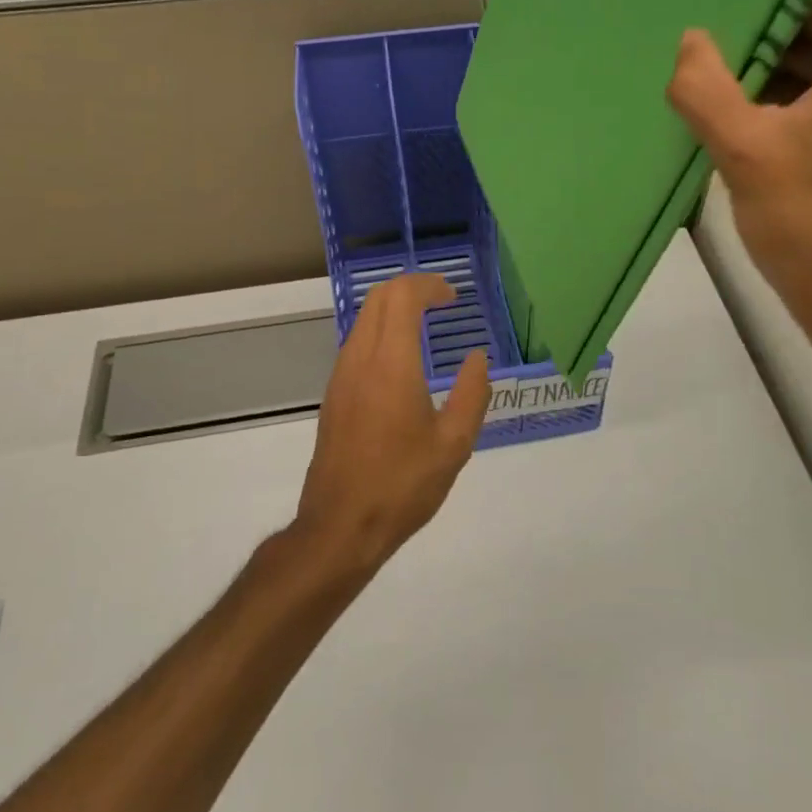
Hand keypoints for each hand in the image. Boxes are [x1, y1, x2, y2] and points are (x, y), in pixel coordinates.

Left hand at [294, 273, 492, 572]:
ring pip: (364, 319)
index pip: (402, 296)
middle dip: (411, 288)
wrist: (340, 526)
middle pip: (378, 298)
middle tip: (442, 302)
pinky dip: (381, 332)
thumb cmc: (403, 485)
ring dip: (393, 309)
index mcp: (391, 364)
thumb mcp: (454, 444)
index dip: (429, 285)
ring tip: (425, 326)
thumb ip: (472, 394)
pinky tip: (402, 361)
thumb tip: (478, 359)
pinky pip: (356, 344)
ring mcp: (341, 377)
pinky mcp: (334, 395)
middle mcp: (360, 359)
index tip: (454, 297)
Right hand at [666, 0, 811, 347]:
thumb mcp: (742, 150)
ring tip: (725, 77)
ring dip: (787, 72)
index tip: (720, 10)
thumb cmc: (805, 221)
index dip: (770, 1)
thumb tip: (690, 39)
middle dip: (773, 40)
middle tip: (713, 46)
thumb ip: (706, 86)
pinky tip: (756, 111)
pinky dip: (809, 98)